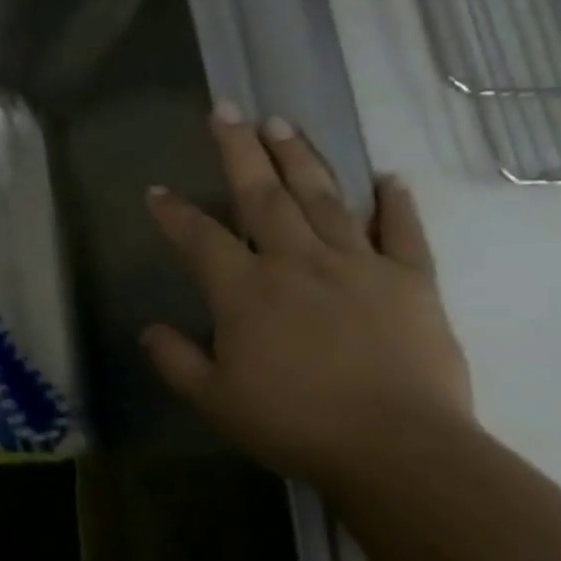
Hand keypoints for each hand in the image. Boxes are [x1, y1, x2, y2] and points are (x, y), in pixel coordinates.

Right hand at [141, 106, 473, 487]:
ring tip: (283, 123)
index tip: (157, 191)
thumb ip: (176, 360)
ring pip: (324, 198)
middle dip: (240, 150)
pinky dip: (394, 203)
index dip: (174, 213)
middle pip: (263, 195)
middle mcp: (297, 262)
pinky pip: (402, 233)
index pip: (200, 238)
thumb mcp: (214, 400)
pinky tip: (388, 178)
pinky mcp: (411, 281)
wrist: (396, 450)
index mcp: (246, 291)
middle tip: (228, 109)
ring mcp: (358, 266)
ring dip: (301, 158)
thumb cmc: (294, 424)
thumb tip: (148, 331)